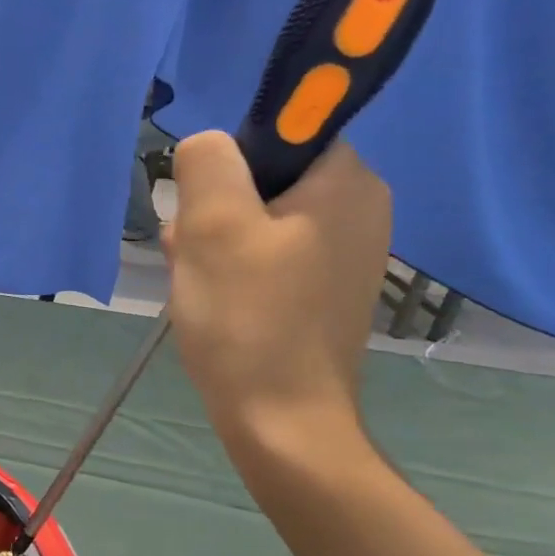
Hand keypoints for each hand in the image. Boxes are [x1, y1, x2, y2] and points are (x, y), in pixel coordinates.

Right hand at [163, 133, 390, 447]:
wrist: (281, 422)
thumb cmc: (247, 318)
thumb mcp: (213, 226)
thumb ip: (207, 162)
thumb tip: (207, 147)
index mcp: (348, 182)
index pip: (281, 133)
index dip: (231, 165)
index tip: (208, 211)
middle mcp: (360, 209)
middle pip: (265, 180)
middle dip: (216, 211)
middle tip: (194, 254)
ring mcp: (345, 254)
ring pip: (259, 220)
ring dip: (216, 243)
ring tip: (199, 284)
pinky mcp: (324, 290)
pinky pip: (269, 256)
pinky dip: (235, 270)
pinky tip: (215, 301)